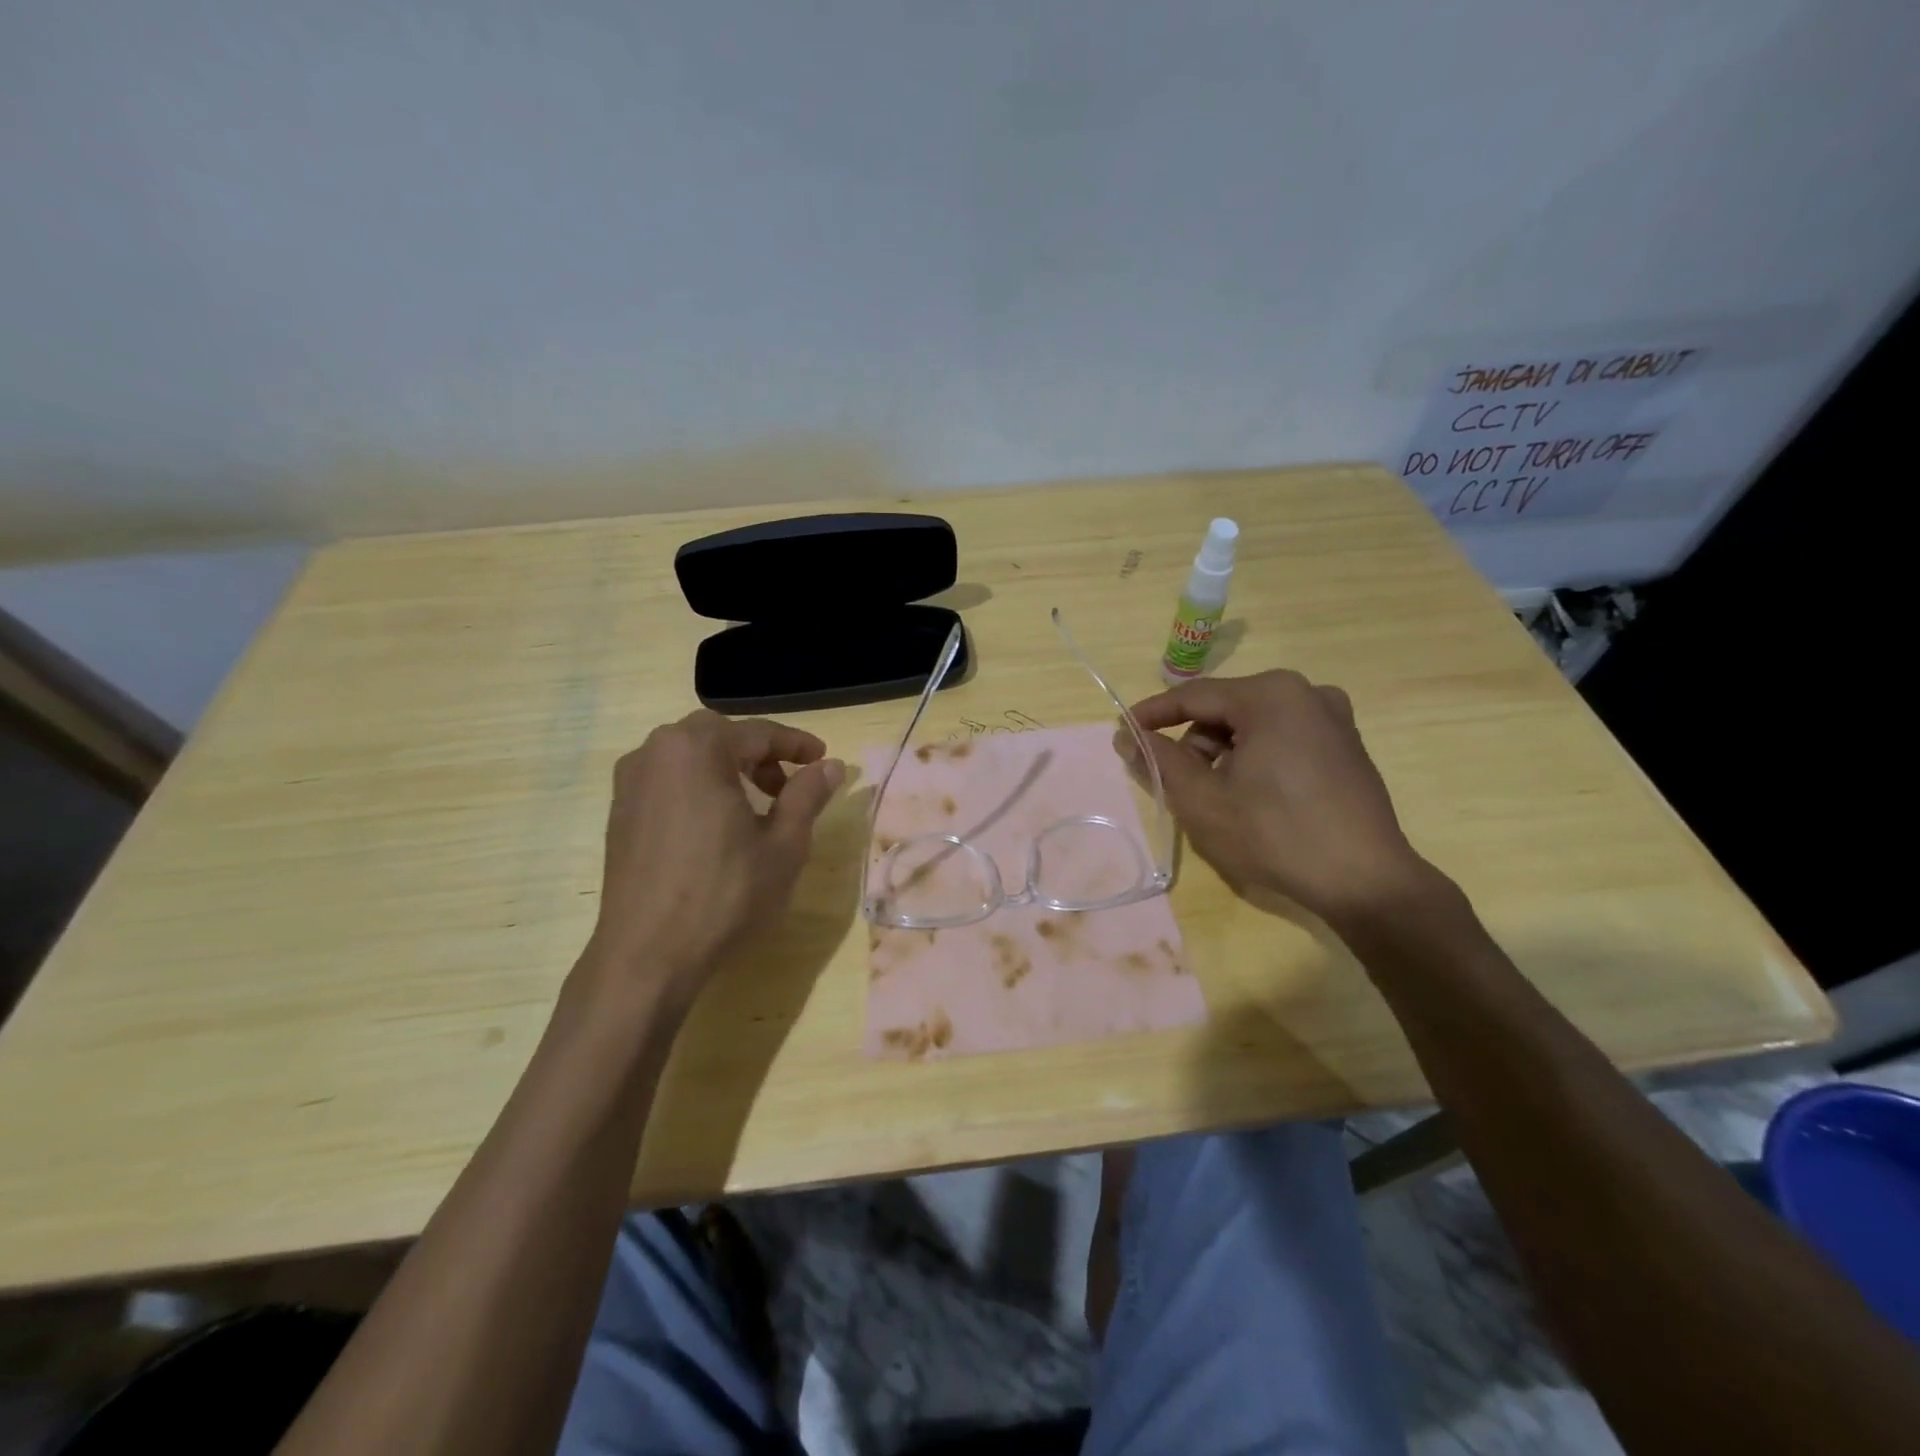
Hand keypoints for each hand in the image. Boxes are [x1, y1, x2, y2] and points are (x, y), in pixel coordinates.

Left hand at [585, 711, 843, 1001]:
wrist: (646, 954)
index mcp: (697, 749)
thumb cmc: (725, 893)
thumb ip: (807, 795)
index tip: (823, 759)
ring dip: (728, 768)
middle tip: (789, 784)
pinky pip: (668, 779)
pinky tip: (717, 824)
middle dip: (760, 754)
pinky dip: (699, 786)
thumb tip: (831, 766)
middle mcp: (656, 751)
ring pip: (690, 755)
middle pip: (720, 736)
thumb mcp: (783, 844)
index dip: (797, 744)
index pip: (758, 733)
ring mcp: (631, 781)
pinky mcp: (619, 811)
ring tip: (756, 806)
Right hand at [1123, 672, 1437, 928]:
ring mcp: (1333, 717)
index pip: (1193, 696)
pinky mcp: (1346, 744)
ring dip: (1224, 754)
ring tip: (1217, 798)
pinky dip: (1256, 758)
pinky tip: (1253, 797)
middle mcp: (1305, 692)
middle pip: (1225, 710)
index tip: (1122, 733)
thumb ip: (1158, 761)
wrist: (1366, 880)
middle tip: (1177, 784)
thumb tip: (1126, 737)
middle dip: (1194, 744)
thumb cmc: (1275, 834)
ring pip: (1253, 725)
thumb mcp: (1202, 799)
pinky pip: (1283, 738)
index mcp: (1270, 694)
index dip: (1152, 715)